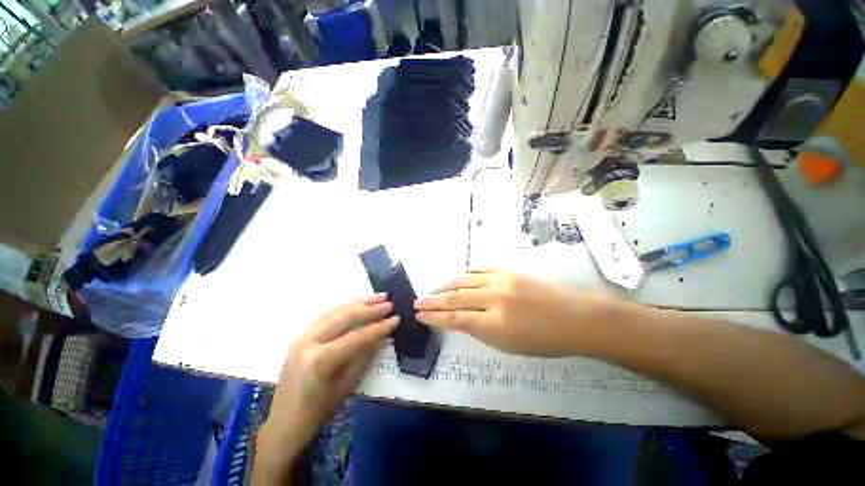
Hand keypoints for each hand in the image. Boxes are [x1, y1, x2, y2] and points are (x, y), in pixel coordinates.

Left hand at [254, 294, 397, 481]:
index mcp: (320, 359)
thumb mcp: (347, 385)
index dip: (379, 327)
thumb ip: (365, 355)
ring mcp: (302, 336)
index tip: (396, 319)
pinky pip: (326, 315)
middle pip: (345, 317)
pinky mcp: (301, 335)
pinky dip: (345, 307)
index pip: (357, 336)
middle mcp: (309, 341)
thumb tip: (382, 335)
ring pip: (335, 311)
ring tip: (378, 296)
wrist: (283, 423)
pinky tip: (357, 303)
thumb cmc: (317, 411)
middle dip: (370, 308)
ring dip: (359, 303)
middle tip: (389, 303)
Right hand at [414, 270, 620, 356]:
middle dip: (434, 300)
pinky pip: (480, 268)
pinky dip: (466, 273)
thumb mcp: (509, 345)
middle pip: (455, 297)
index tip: (420, 315)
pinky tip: (458, 276)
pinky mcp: (508, 270)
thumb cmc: (544, 340)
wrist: (574, 317)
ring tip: (434, 289)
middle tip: (418, 300)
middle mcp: (494, 298)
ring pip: (465, 279)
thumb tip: (460, 319)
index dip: (435, 317)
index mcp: (495, 323)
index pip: (455, 318)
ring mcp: (501, 280)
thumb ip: (481, 331)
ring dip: (446, 284)